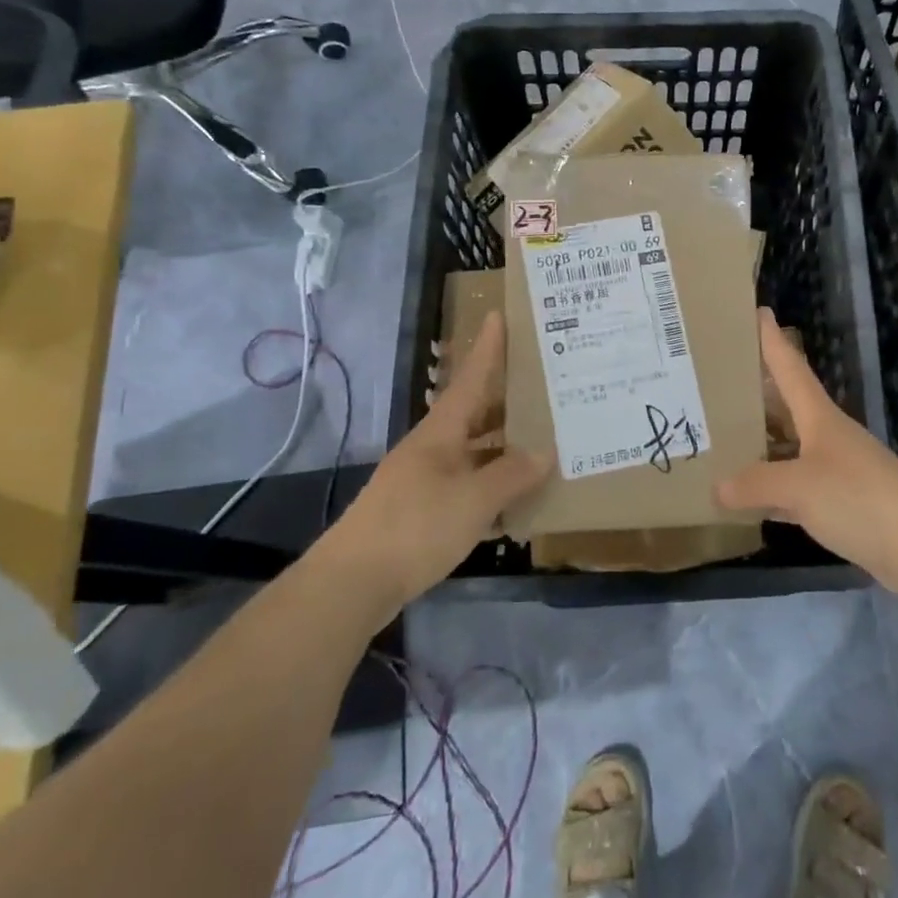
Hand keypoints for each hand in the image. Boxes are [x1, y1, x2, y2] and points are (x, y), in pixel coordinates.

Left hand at [322, 312, 549, 617]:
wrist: (352, 583)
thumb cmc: (416, 527)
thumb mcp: (473, 499)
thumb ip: (511, 474)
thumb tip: (545, 452)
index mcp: (441, 432)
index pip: (470, 378)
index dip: (487, 348)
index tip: (499, 314)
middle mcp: (432, 448)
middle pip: (474, 414)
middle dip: (506, 399)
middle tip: (543, 386)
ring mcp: (424, 480)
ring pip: (472, 452)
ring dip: (502, 446)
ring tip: (542, 441)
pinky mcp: (421, 512)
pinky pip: (466, 486)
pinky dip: (491, 486)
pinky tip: (515, 500)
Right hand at [716, 309, 897, 596]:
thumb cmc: (858, 498)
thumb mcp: (797, 486)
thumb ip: (754, 484)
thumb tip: (716, 489)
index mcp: (820, 417)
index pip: (790, 367)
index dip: (772, 340)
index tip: (758, 311)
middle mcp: (828, 436)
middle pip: (787, 406)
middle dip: (757, 392)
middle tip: (718, 380)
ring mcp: (837, 470)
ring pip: (789, 448)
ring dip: (761, 443)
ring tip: (722, 437)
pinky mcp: (842, 504)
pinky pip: (796, 487)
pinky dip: (772, 489)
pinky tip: (750, 498)